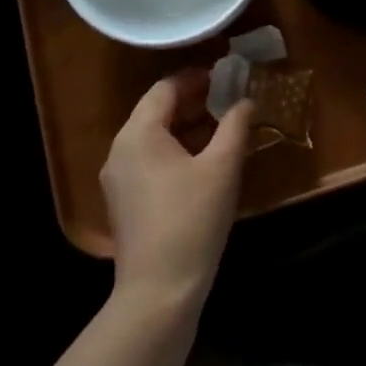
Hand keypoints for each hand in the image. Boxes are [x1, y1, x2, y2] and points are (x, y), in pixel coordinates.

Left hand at [101, 72, 252, 306]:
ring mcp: (119, 178)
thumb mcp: (222, 167)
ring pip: (154, 137)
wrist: (159, 290)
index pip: (165, 89)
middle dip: (194, 101)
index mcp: (138, 134)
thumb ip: (235, 126)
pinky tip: (205, 161)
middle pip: (156, 111)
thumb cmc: (192, 219)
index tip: (227, 75)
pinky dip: (177, 150)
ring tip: (224, 126)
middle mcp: (120, 150)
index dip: (196, 77)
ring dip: (188, 126)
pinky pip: (151, 160)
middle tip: (230, 98)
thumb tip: (246, 101)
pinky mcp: (125, 202)